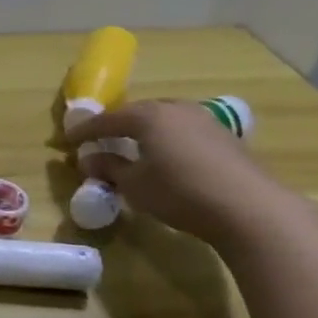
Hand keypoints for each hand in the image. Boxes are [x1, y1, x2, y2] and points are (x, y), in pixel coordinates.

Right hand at [71, 99, 298, 247]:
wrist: (249, 207)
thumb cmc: (180, 192)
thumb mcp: (134, 185)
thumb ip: (109, 168)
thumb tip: (88, 160)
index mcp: (150, 116)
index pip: (109, 119)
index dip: (86, 130)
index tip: (68, 140)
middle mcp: (177, 110)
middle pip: (139, 113)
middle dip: (118, 125)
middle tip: (101, 140)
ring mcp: (205, 121)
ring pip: (165, 120)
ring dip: (145, 131)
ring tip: (133, 147)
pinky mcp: (225, 138)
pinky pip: (184, 131)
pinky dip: (168, 140)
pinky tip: (166, 157)